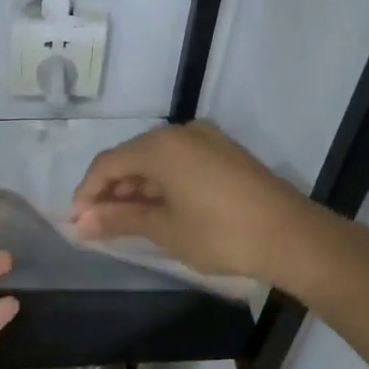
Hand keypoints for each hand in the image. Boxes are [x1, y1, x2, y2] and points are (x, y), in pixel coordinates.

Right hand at [70, 121, 317, 283]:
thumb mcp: (164, 229)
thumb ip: (119, 219)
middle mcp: (182, 132)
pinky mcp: (226, 153)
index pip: (107, 164)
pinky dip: (162, 185)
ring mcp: (207, 140)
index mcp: (161, 145)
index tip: (76, 222)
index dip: (86, 192)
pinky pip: (180, 163)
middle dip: (111, 191)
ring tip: (125, 222)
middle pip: (131, 158)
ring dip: (136, 189)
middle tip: (97, 225)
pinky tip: (158, 210)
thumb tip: (81, 222)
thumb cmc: (220, 233)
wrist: (291, 236)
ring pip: (157, 160)